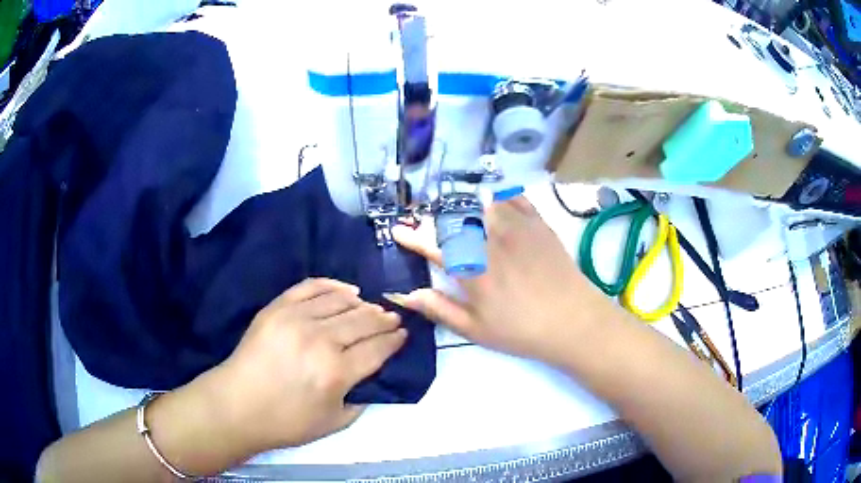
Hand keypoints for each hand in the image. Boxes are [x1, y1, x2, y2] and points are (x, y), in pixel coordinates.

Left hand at [205, 278, 405, 451]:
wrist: (237, 405)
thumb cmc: (287, 421)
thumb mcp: (334, 423)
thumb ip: (361, 399)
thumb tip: (374, 375)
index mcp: (337, 372)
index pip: (377, 348)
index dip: (394, 340)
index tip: (403, 333)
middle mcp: (320, 340)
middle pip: (363, 321)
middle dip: (384, 319)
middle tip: (393, 318)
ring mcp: (296, 319)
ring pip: (341, 301)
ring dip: (362, 303)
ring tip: (371, 307)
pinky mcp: (277, 308)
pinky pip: (311, 287)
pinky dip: (332, 285)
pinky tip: (345, 290)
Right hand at [393, 196, 606, 364]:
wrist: (573, 321)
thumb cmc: (521, 330)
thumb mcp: (475, 329)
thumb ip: (440, 308)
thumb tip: (407, 295)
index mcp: (471, 269)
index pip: (433, 245)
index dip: (412, 236)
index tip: (398, 231)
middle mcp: (489, 240)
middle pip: (454, 218)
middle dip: (435, 218)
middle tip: (429, 225)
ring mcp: (515, 228)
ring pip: (481, 202)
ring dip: (464, 203)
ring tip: (457, 210)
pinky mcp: (538, 223)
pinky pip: (513, 198)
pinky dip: (498, 195)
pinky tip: (493, 199)